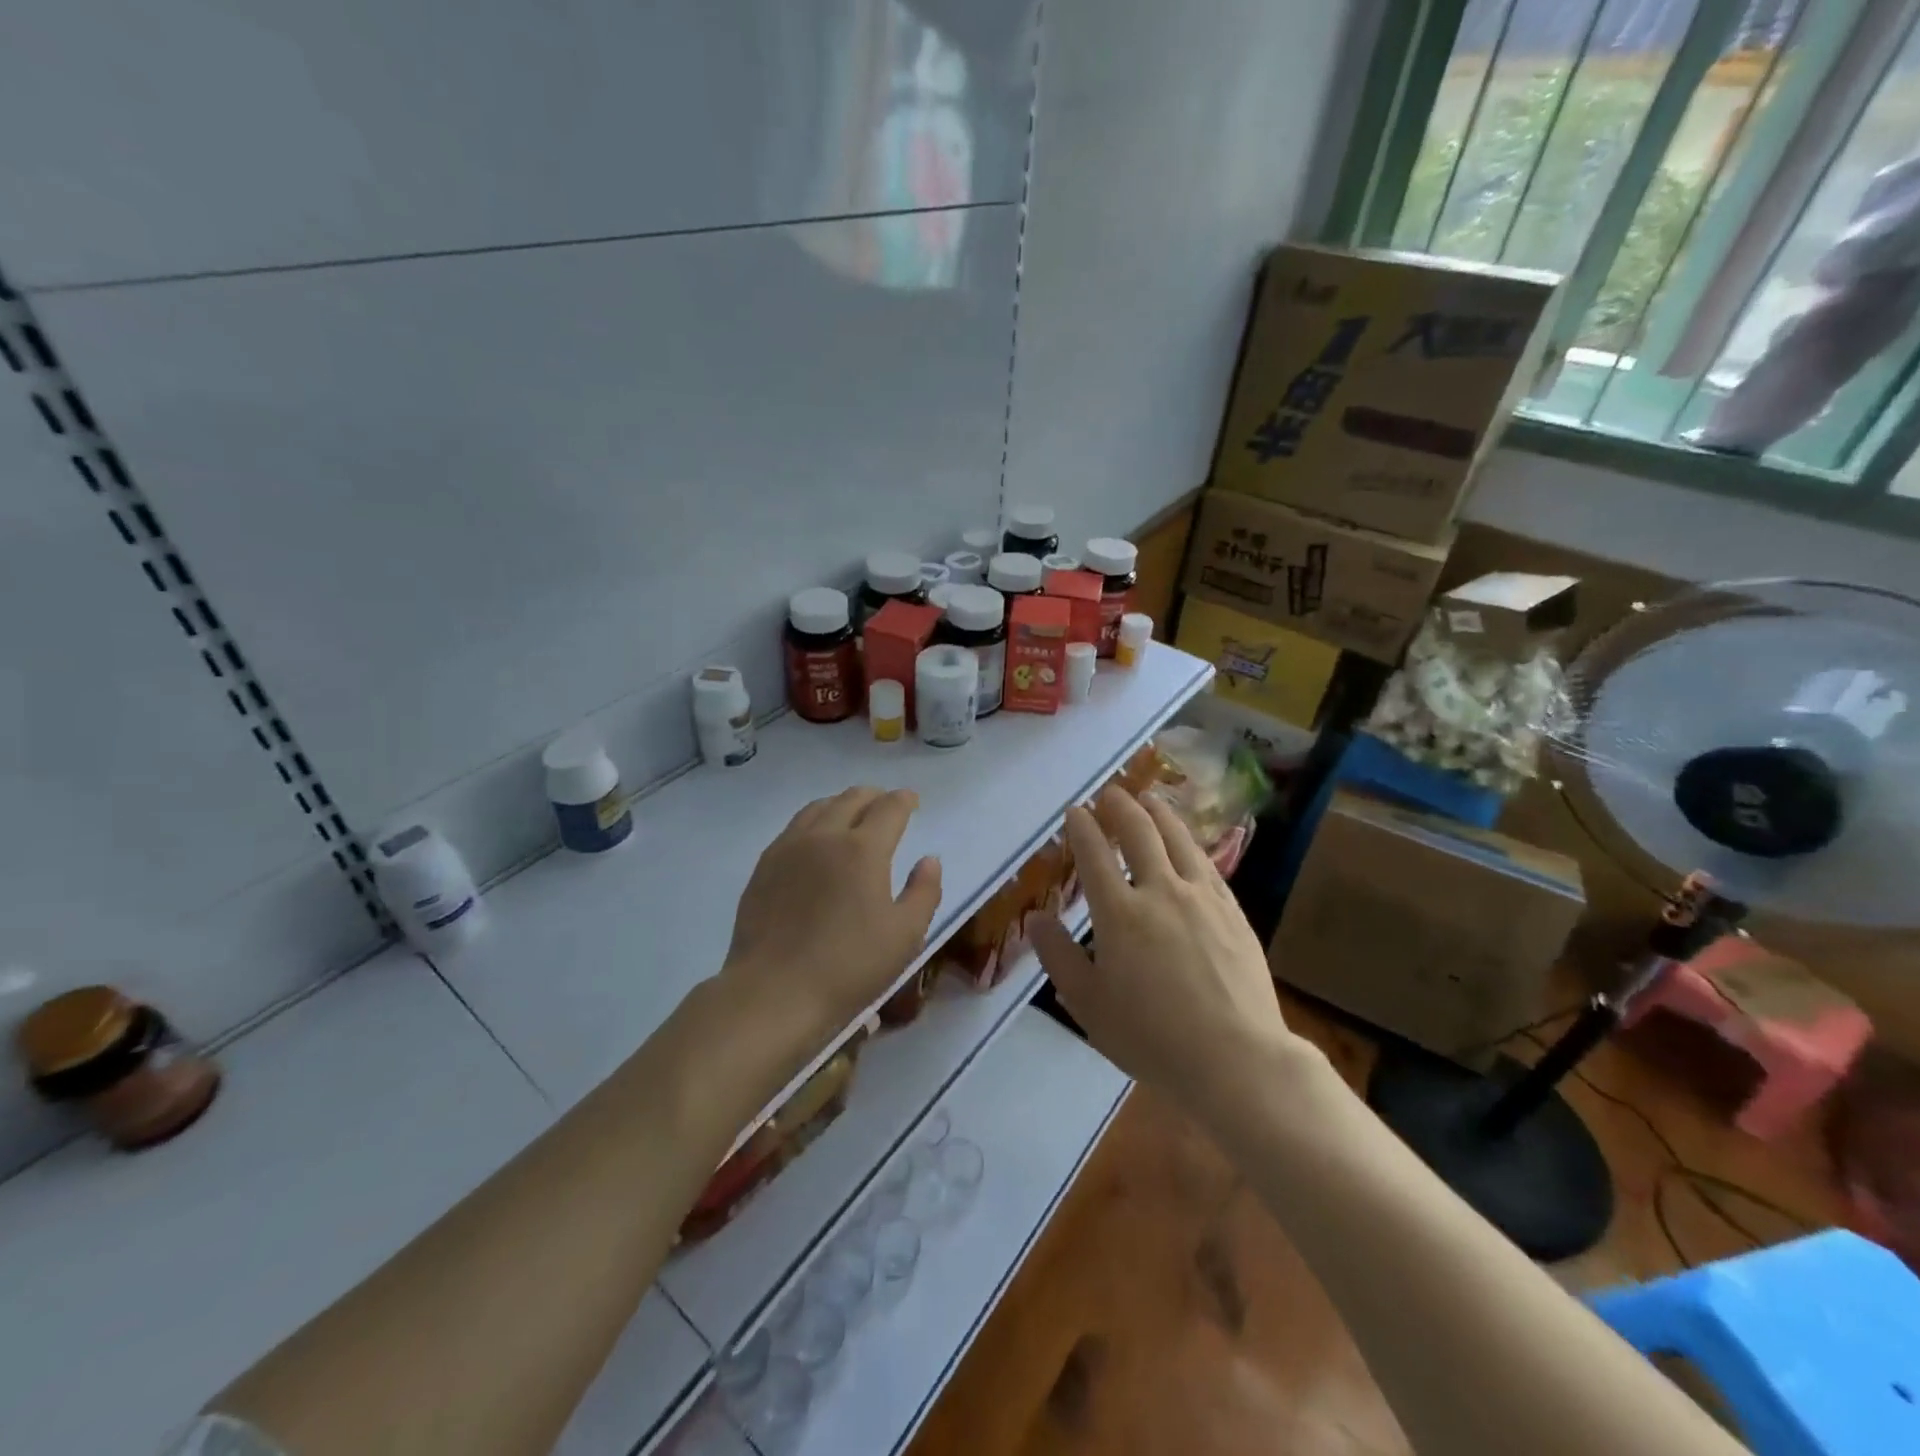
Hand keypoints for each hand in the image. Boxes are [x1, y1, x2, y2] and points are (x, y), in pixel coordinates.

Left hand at [722, 787, 942, 1039]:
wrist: (774, 991)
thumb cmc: (849, 966)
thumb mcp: (905, 936)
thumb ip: (924, 892)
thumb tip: (929, 860)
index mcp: (863, 848)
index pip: (889, 808)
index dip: (904, 800)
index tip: (912, 800)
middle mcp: (824, 836)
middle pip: (851, 799)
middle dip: (874, 796)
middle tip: (886, 804)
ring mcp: (788, 848)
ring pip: (818, 807)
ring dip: (841, 804)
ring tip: (851, 815)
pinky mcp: (764, 866)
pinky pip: (793, 828)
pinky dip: (814, 821)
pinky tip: (815, 840)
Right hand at [1030, 789, 1311, 1118]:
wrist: (1237, 1060)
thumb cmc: (1152, 1038)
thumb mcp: (1089, 1005)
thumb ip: (1059, 956)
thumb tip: (1036, 918)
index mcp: (1119, 914)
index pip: (1094, 855)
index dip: (1081, 827)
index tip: (1074, 811)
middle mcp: (1160, 891)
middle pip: (1139, 833)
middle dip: (1120, 807)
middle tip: (1110, 792)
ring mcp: (1202, 898)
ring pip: (1178, 839)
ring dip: (1158, 813)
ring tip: (1148, 798)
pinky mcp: (1233, 911)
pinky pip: (1207, 863)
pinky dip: (1190, 843)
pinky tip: (1187, 843)